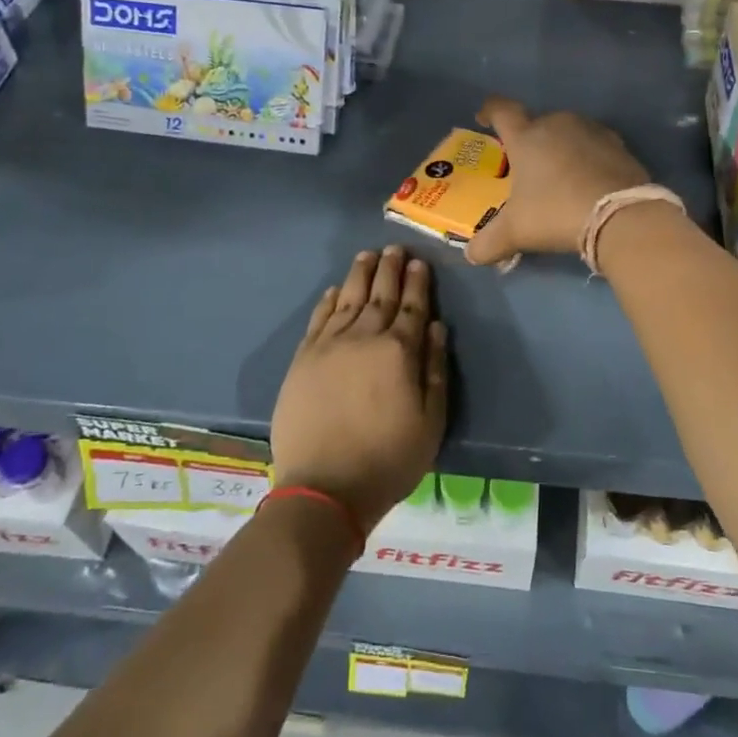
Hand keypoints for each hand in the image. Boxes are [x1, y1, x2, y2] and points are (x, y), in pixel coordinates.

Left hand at [270, 247, 447, 533]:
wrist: (324, 487)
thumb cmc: (388, 459)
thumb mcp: (431, 421)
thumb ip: (434, 369)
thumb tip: (435, 326)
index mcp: (398, 352)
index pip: (412, 307)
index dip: (417, 284)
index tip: (419, 263)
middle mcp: (363, 338)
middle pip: (380, 295)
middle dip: (390, 269)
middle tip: (395, 248)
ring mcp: (329, 346)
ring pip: (347, 299)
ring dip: (359, 275)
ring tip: (367, 256)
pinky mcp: (303, 360)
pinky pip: (318, 319)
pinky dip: (328, 301)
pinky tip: (334, 290)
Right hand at [464, 96, 650, 264]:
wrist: (620, 215)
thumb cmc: (555, 212)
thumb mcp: (516, 232)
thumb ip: (489, 243)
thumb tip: (472, 255)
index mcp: (527, 136)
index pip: (502, 110)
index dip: (490, 110)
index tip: (484, 117)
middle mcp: (558, 124)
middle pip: (538, 122)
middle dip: (530, 139)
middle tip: (526, 165)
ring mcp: (592, 131)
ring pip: (568, 132)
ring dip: (561, 147)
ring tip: (558, 174)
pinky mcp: (619, 146)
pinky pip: (595, 146)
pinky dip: (588, 158)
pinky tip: (588, 181)